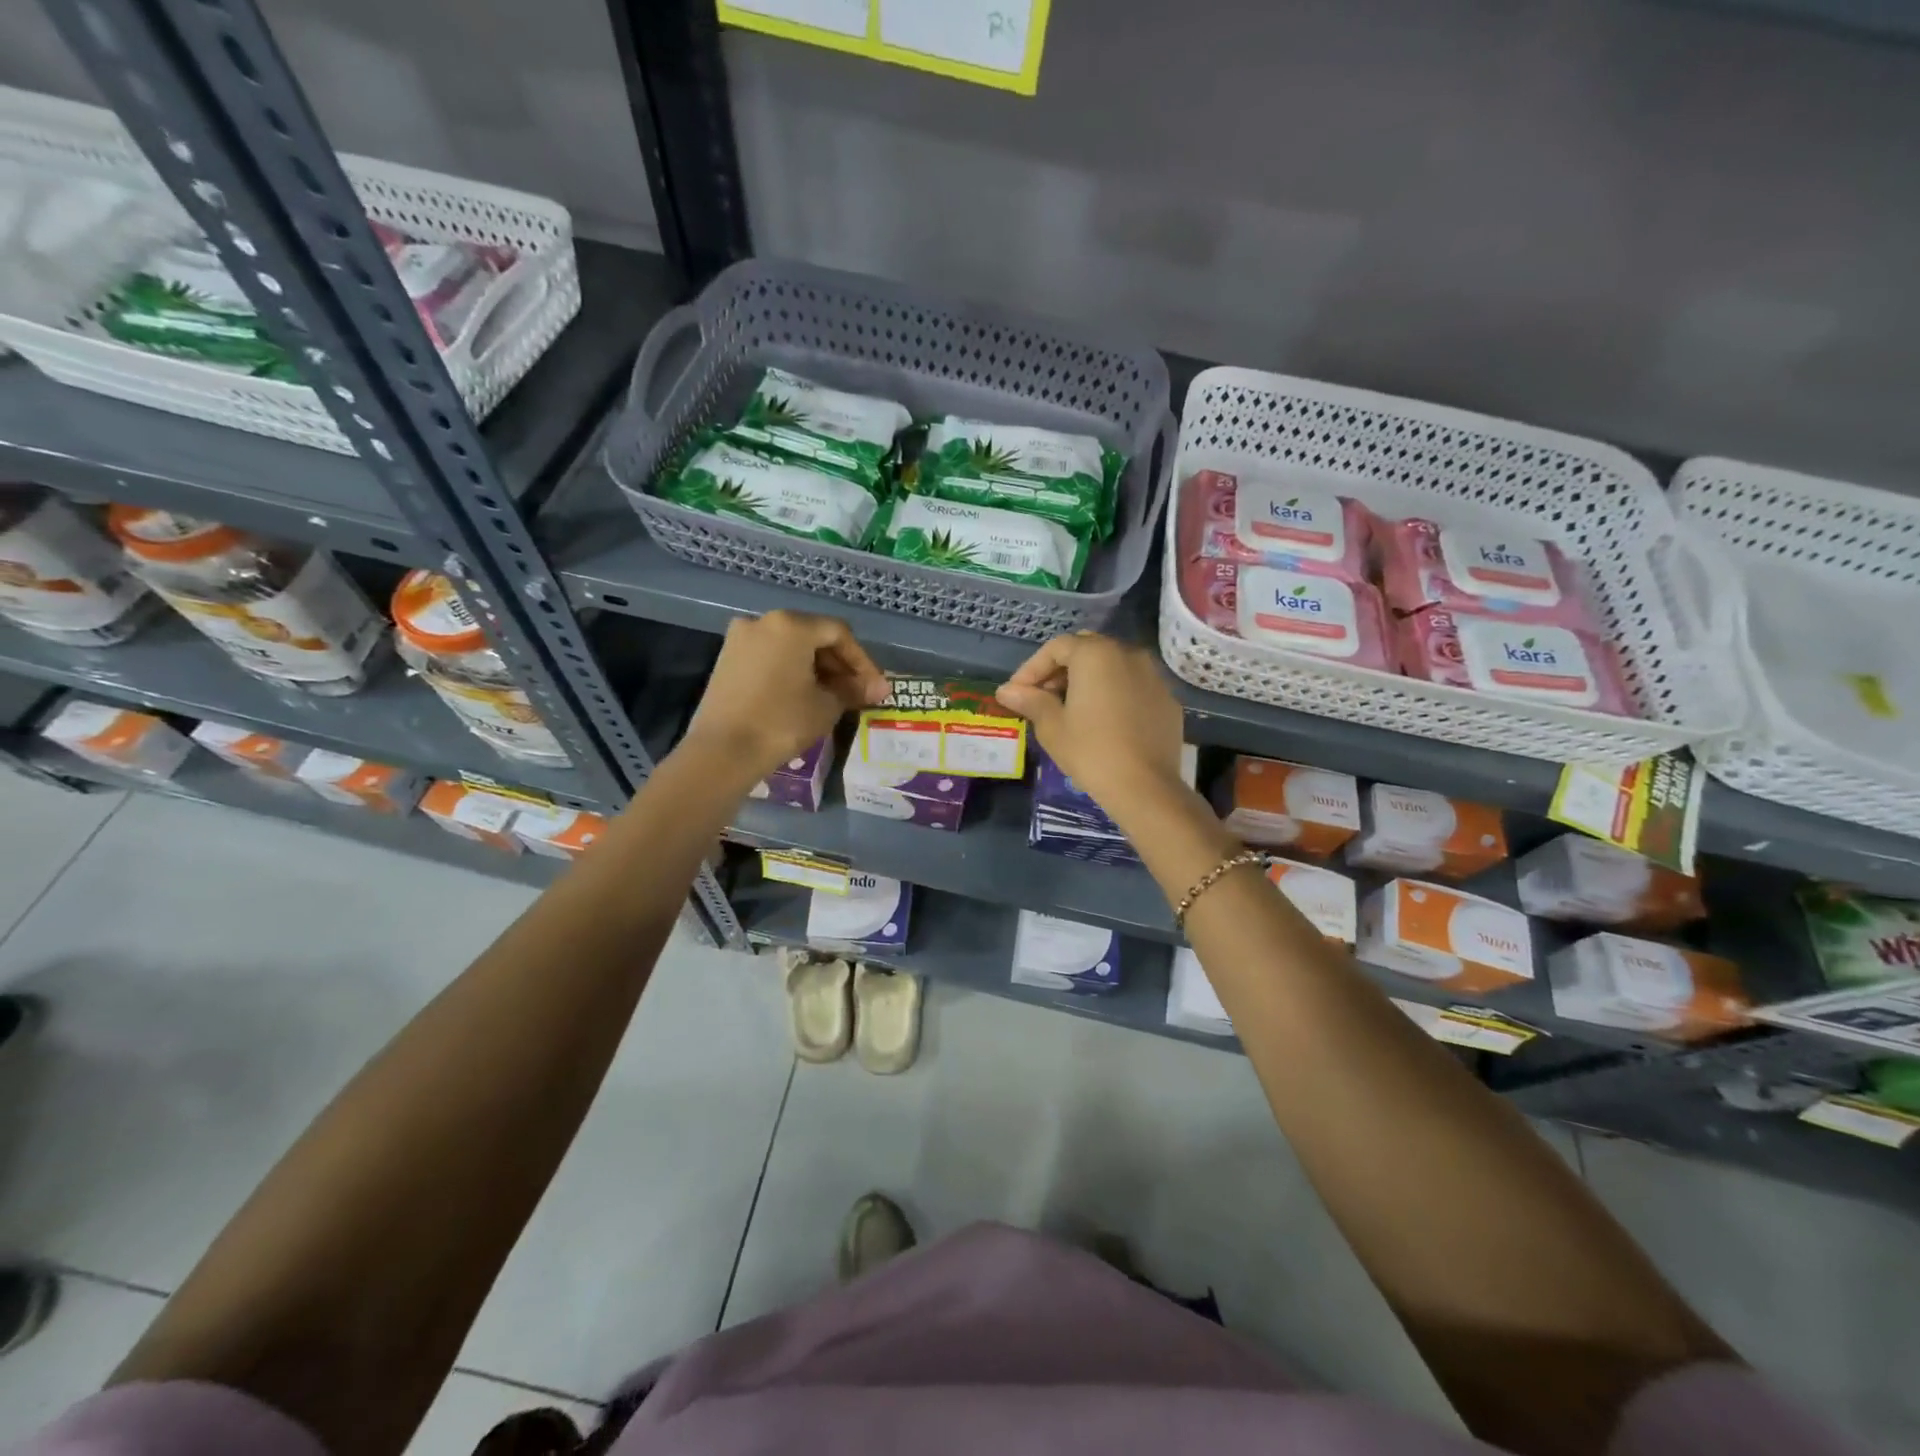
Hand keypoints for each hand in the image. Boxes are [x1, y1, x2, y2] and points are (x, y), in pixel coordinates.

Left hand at [683, 610, 888, 781]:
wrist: (723, 751)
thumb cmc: (782, 722)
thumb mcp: (826, 706)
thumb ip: (853, 690)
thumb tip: (877, 688)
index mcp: (792, 625)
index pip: (839, 634)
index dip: (863, 661)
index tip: (876, 688)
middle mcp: (764, 621)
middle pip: (813, 635)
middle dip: (839, 664)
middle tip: (857, 692)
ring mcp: (741, 638)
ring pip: (790, 646)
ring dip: (816, 667)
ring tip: (833, 696)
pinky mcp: (727, 658)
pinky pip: (770, 656)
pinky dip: (791, 670)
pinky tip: (803, 694)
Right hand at [996, 632, 1186, 815]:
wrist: (1145, 787)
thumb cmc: (1090, 751)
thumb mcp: (1052, 726)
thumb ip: (1030, 700)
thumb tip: (1006, 691)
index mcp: (1096, 654)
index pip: (1056, 648)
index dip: (1032, 668)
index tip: (1017, 693)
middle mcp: (1128, 654)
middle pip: (1086, 650)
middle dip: (1060, 670)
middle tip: (1042, 697)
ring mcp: (1153, 676)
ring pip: (1112, 666)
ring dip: (1088, 680)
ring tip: (1071, 709)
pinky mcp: (1167, 699)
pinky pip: (1133, 686)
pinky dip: (1113, 694)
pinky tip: (1103, 721)